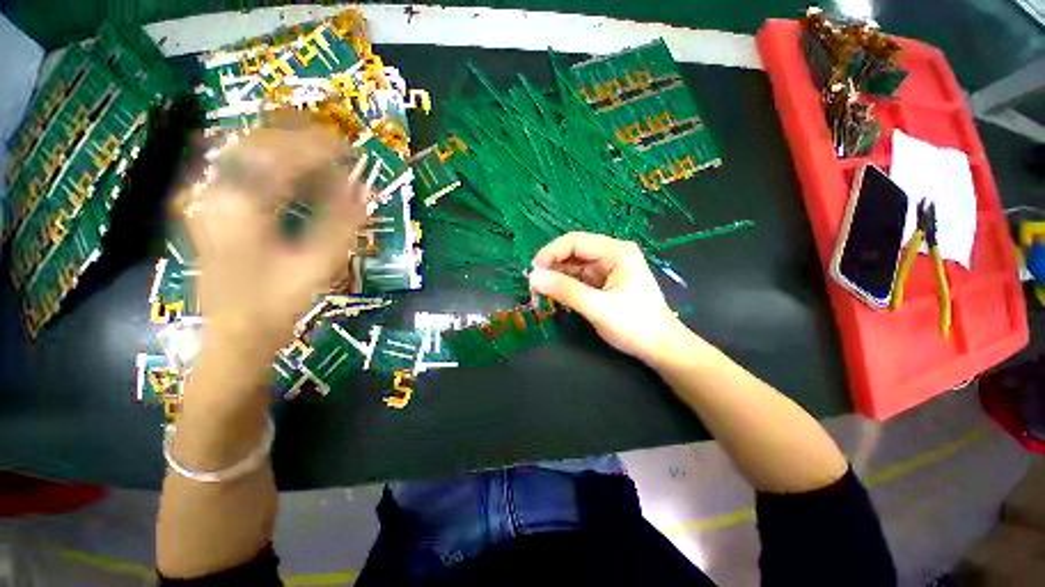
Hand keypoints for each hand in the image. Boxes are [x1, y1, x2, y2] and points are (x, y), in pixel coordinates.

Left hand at [183, 122, 368, 383]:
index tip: (350, 149)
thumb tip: (365, 188)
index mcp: (241, 208)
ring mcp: (208, 201)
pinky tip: (293, 174)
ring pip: (245, 153)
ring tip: (320, 155)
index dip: (319, 148)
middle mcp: (215, 194)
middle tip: (337, 147)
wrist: (235, 337)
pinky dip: (270, 165)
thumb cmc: (278, 305)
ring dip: (285, 148)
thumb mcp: (318, 265)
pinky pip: (239, 171)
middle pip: (257, 144)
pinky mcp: (211, 210)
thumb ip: (342, 222)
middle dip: (300, 139)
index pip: (280, 156)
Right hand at [528, 232, 689, 365]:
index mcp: (616, 252)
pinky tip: (553, 295)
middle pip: (573, 252)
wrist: (660, 348)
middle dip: (552, 266)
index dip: (551, 252)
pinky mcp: (603, 284)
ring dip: (555, 277)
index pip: (576, 241)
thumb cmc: (635, 325)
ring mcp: (607, 269)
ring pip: (573, 266)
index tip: (533, 270)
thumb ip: (565, 290)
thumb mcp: (598, 307)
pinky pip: (578, 279)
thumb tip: (533, 277)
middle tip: (533, 285)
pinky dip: (564, 286)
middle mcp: (611, 255)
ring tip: (539, 292)